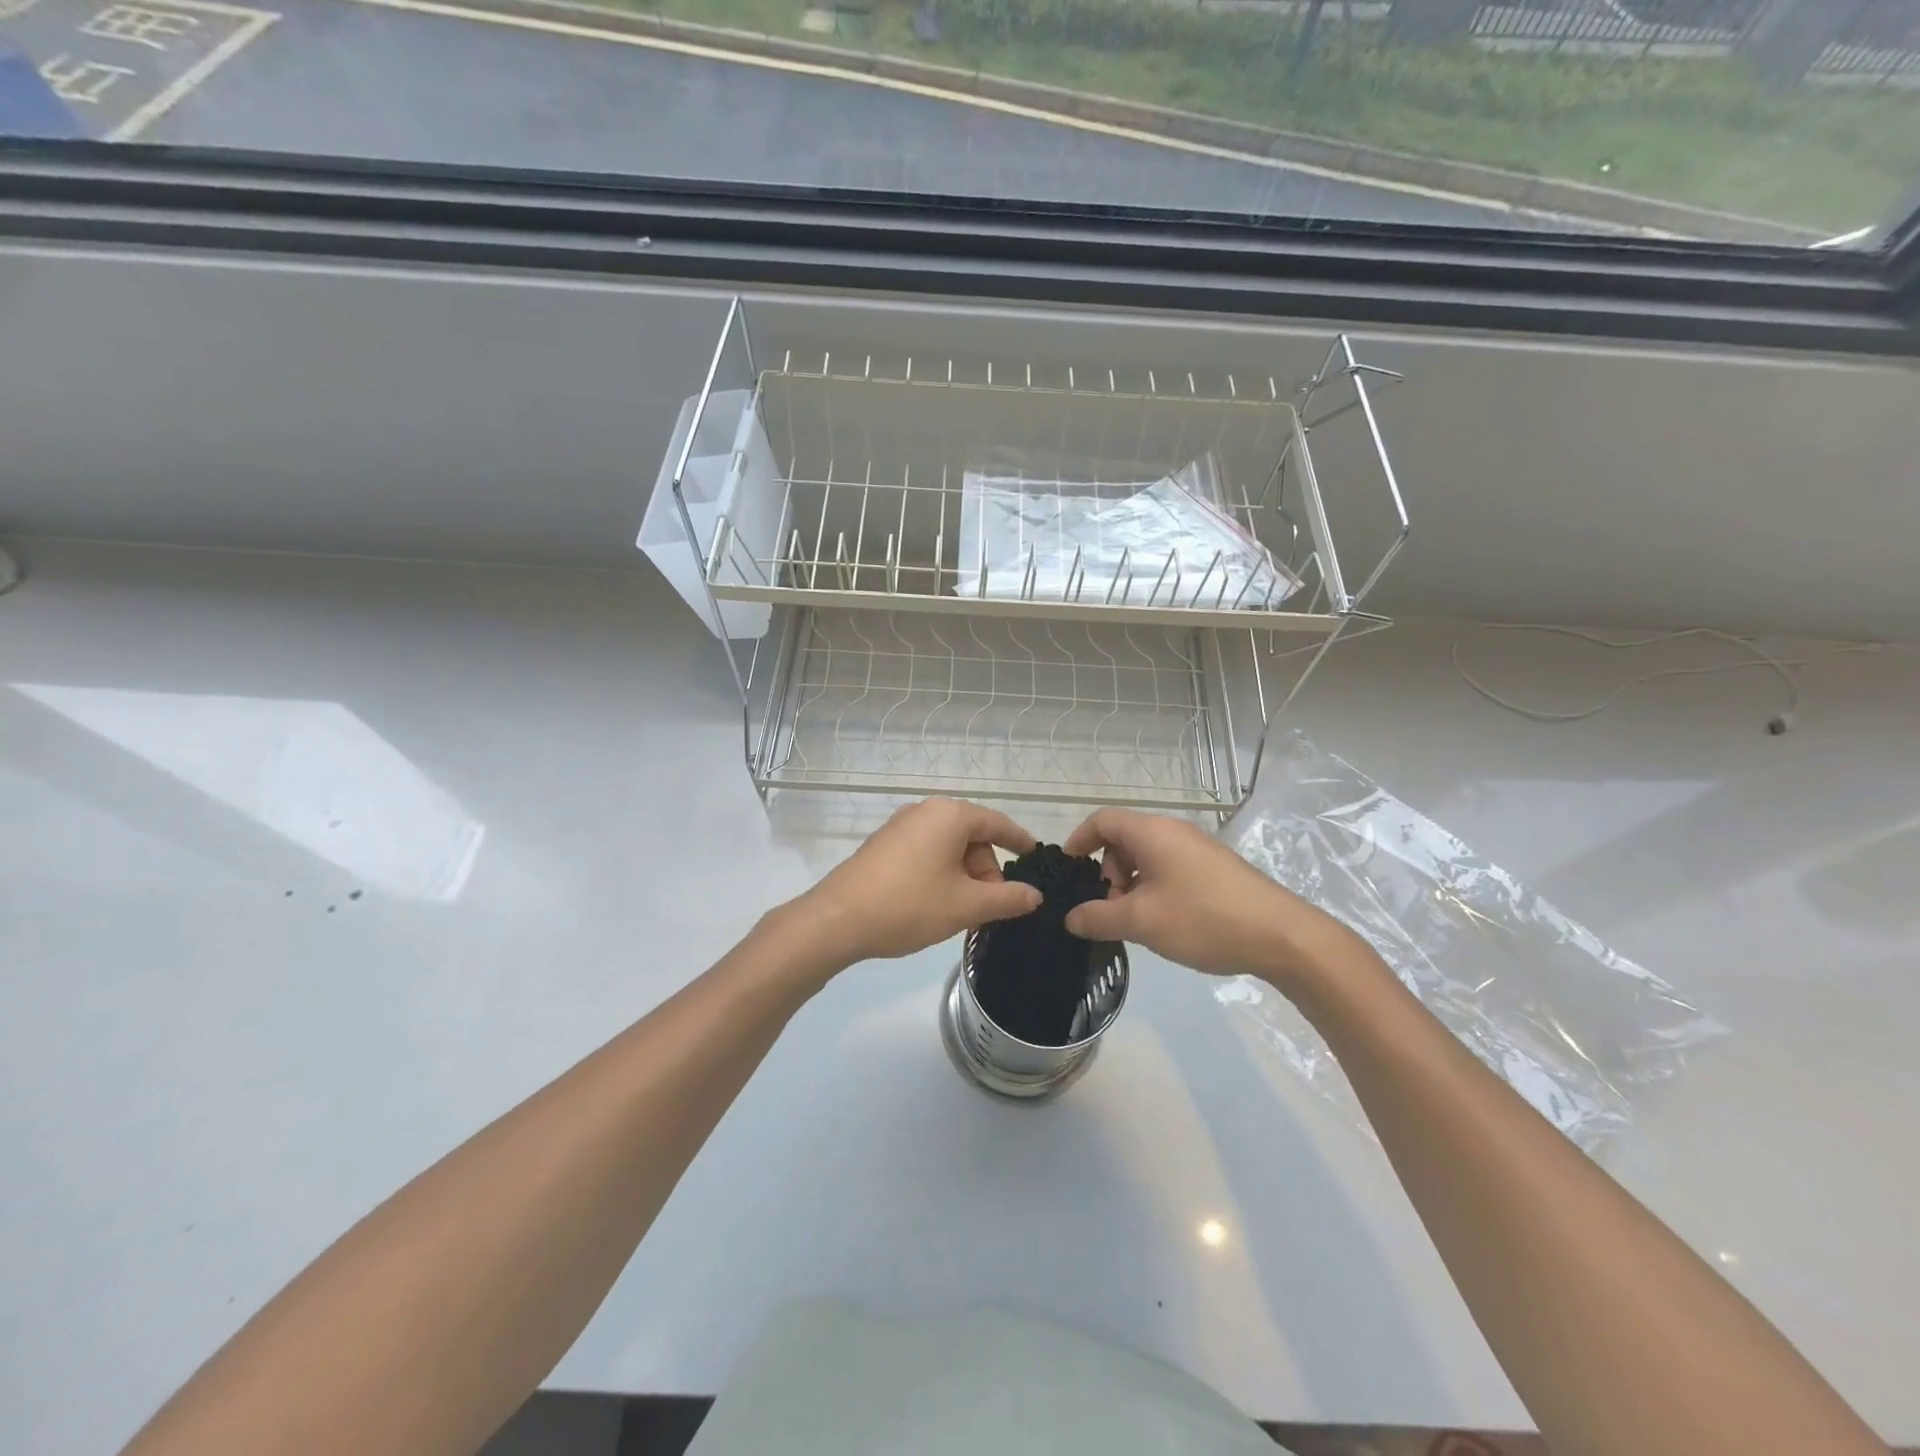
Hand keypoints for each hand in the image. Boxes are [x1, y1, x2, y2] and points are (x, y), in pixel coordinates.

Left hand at [795, 798, 1042, 965]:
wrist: (837, 920)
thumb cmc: (909, 905)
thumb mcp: (966, 905)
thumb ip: (1007, 898)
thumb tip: (1034, 895)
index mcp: (949, 815)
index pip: (997, 823)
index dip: (1020, 841)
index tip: (1037, 857)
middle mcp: (925, 811)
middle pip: (972, 836)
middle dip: (987, 870)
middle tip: (991, 907)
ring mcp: (900, 826)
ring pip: (948, 847)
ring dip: (964, 876)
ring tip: (963, 912)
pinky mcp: (883, 845)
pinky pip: (926, 852)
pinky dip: (941, 874)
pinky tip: (937, 905)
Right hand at [1062, 808, 1367, 990]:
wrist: (1281, 936)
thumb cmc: (1203, 918)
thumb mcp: (1141, 922)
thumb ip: (1098, 918)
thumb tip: (1071, 918)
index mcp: (1152, 832)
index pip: (1102, 820)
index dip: (1078, 841)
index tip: (1068, 872)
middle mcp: (1174, 831)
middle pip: (1123, 840)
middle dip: (1108, 874)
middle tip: (1111, 911)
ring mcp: (1197, 849)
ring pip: (1147, 858)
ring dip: (1132, 886)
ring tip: (1138, 923)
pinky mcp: (1215, 869)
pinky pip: (1170, 869)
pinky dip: (1155, 889)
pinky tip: (1166, 923)